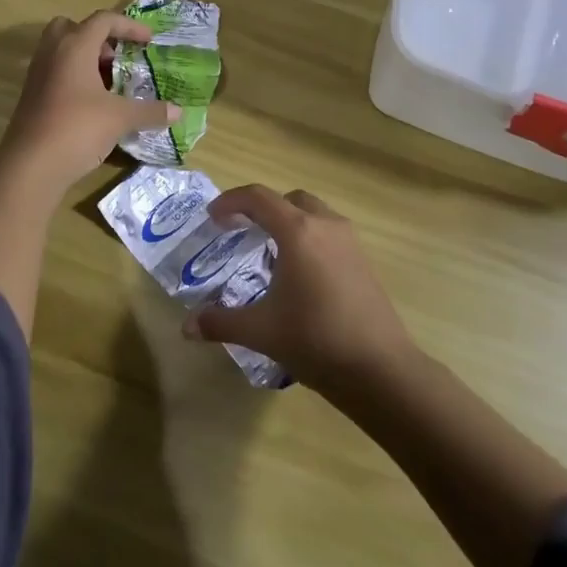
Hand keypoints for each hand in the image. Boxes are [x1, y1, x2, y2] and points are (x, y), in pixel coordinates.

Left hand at [0, 10, 177, 193]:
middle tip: (117, 57)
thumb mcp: (120, 118)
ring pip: (61, 50)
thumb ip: (150, 111)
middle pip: (73, 27)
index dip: (129, 26)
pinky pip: (55, 72)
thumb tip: (178, 112)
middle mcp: (52, 52)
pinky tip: (91, 103)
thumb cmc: (78, 128)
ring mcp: (37, 74)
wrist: (31, 165)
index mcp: (74, 46)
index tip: (149, 42)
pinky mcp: (31, 95)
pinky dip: (74, 77)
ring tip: (109, 82)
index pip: (103, 20)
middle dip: (98, 37)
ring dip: (85, 58)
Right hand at [183, 184, 413, 394]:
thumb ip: (220, 323)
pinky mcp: (363, 261)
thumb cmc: (315, 340)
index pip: (258, 198)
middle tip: (242, 231)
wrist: (380, 369)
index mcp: (298, 232)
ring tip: (270, 253)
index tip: (213, 218)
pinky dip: (309, 239)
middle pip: (289, 200)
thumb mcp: (260, 331)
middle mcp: (325, 226)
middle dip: (262, 209)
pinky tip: (299, 275)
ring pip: (314, 214)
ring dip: (289, 222)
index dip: (231, 202)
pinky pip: (329, 234)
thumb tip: (186, 328)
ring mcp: (349, 242)